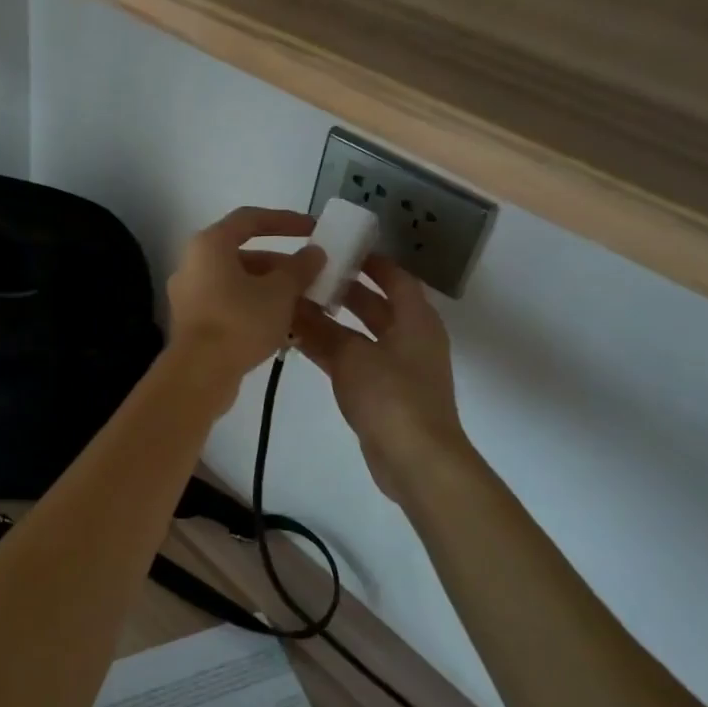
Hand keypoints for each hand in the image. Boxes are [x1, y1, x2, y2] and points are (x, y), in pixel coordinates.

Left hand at [165, 207, 322, 388]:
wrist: (199, 373)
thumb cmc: (240, 321)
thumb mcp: (279, 292)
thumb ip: (300, 268)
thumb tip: (314, 252)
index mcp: (209, 245)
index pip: (250, 219)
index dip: (285, 220)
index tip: (313, 228)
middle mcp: (193, 264)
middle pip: (244, 253)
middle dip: (282, 264)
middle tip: (313, 276)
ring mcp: (190, 294)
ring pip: (238, 282)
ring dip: (272, 289)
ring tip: (306, 304)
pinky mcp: (193, 322)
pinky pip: (229, 304)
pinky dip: (255, 307)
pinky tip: (284, 326)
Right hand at [291, 254, 474, 504]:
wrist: (415, 459)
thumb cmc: (391, 396)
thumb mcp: (351, 356)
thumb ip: (320, 329)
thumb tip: (291, 306)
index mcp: (416, 319)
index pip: (395, 277)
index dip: (370, 261)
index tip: (338, 247)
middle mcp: (410, 337)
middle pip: (376, 304)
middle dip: (343, 289)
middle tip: (306, 275)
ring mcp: (397, 367)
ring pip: (360, 333)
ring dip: (332, 321)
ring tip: (294, 305)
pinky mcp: (383, 392)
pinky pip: (354, 359)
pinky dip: (331, 349)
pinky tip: (299, 342)